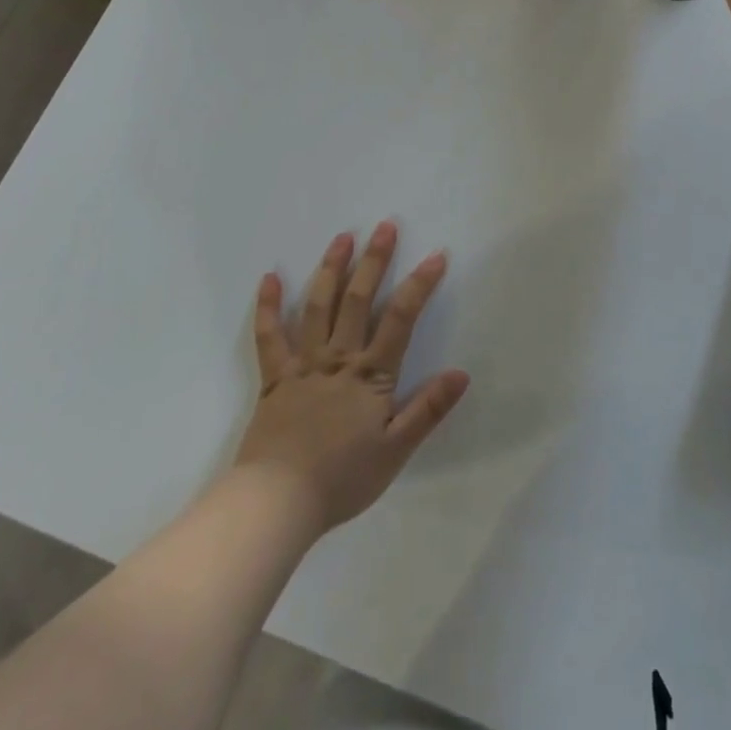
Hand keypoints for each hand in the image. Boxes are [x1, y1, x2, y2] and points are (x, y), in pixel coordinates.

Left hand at [235, 222, 468, 533]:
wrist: (277, 503)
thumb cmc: (342, 479)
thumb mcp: (395, 450)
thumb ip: (428, 409)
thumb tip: (462, 373)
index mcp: (370, 374)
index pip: (401, 318)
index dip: (419, 284)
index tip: (436, 255)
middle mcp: (338, 358)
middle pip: (358, 299)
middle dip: (374, 260)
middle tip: (385, 226)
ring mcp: (304, 364)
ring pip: (318, 306)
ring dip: (331, 268)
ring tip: (342, 237)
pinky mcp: (275, 378)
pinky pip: (270, 337)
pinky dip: (268, 306)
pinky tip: (270, 278)